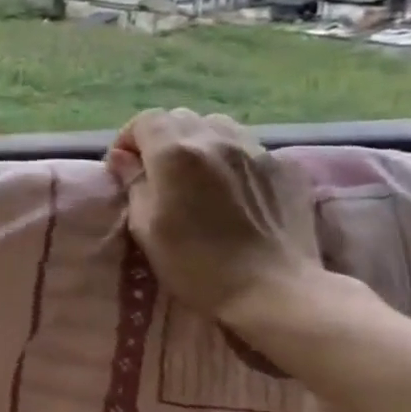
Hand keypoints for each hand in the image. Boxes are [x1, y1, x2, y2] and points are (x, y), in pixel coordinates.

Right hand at [106, 108, 321, 320]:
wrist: (275, 292)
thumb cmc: (196, 263)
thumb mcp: (145, 226)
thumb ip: (133, 182)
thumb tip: (123, 158)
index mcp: (175, 153)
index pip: (146, 120)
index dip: (130, 139)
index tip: (126, 167)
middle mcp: (216, 141)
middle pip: (181, 118)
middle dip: (163, 138)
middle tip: (158, 171)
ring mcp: (257, 152)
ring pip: (218, 126)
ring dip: (199, 142)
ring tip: (197, 174)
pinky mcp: (287, 169)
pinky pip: (250, 147)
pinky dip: (232, 157)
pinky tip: (233, 188)